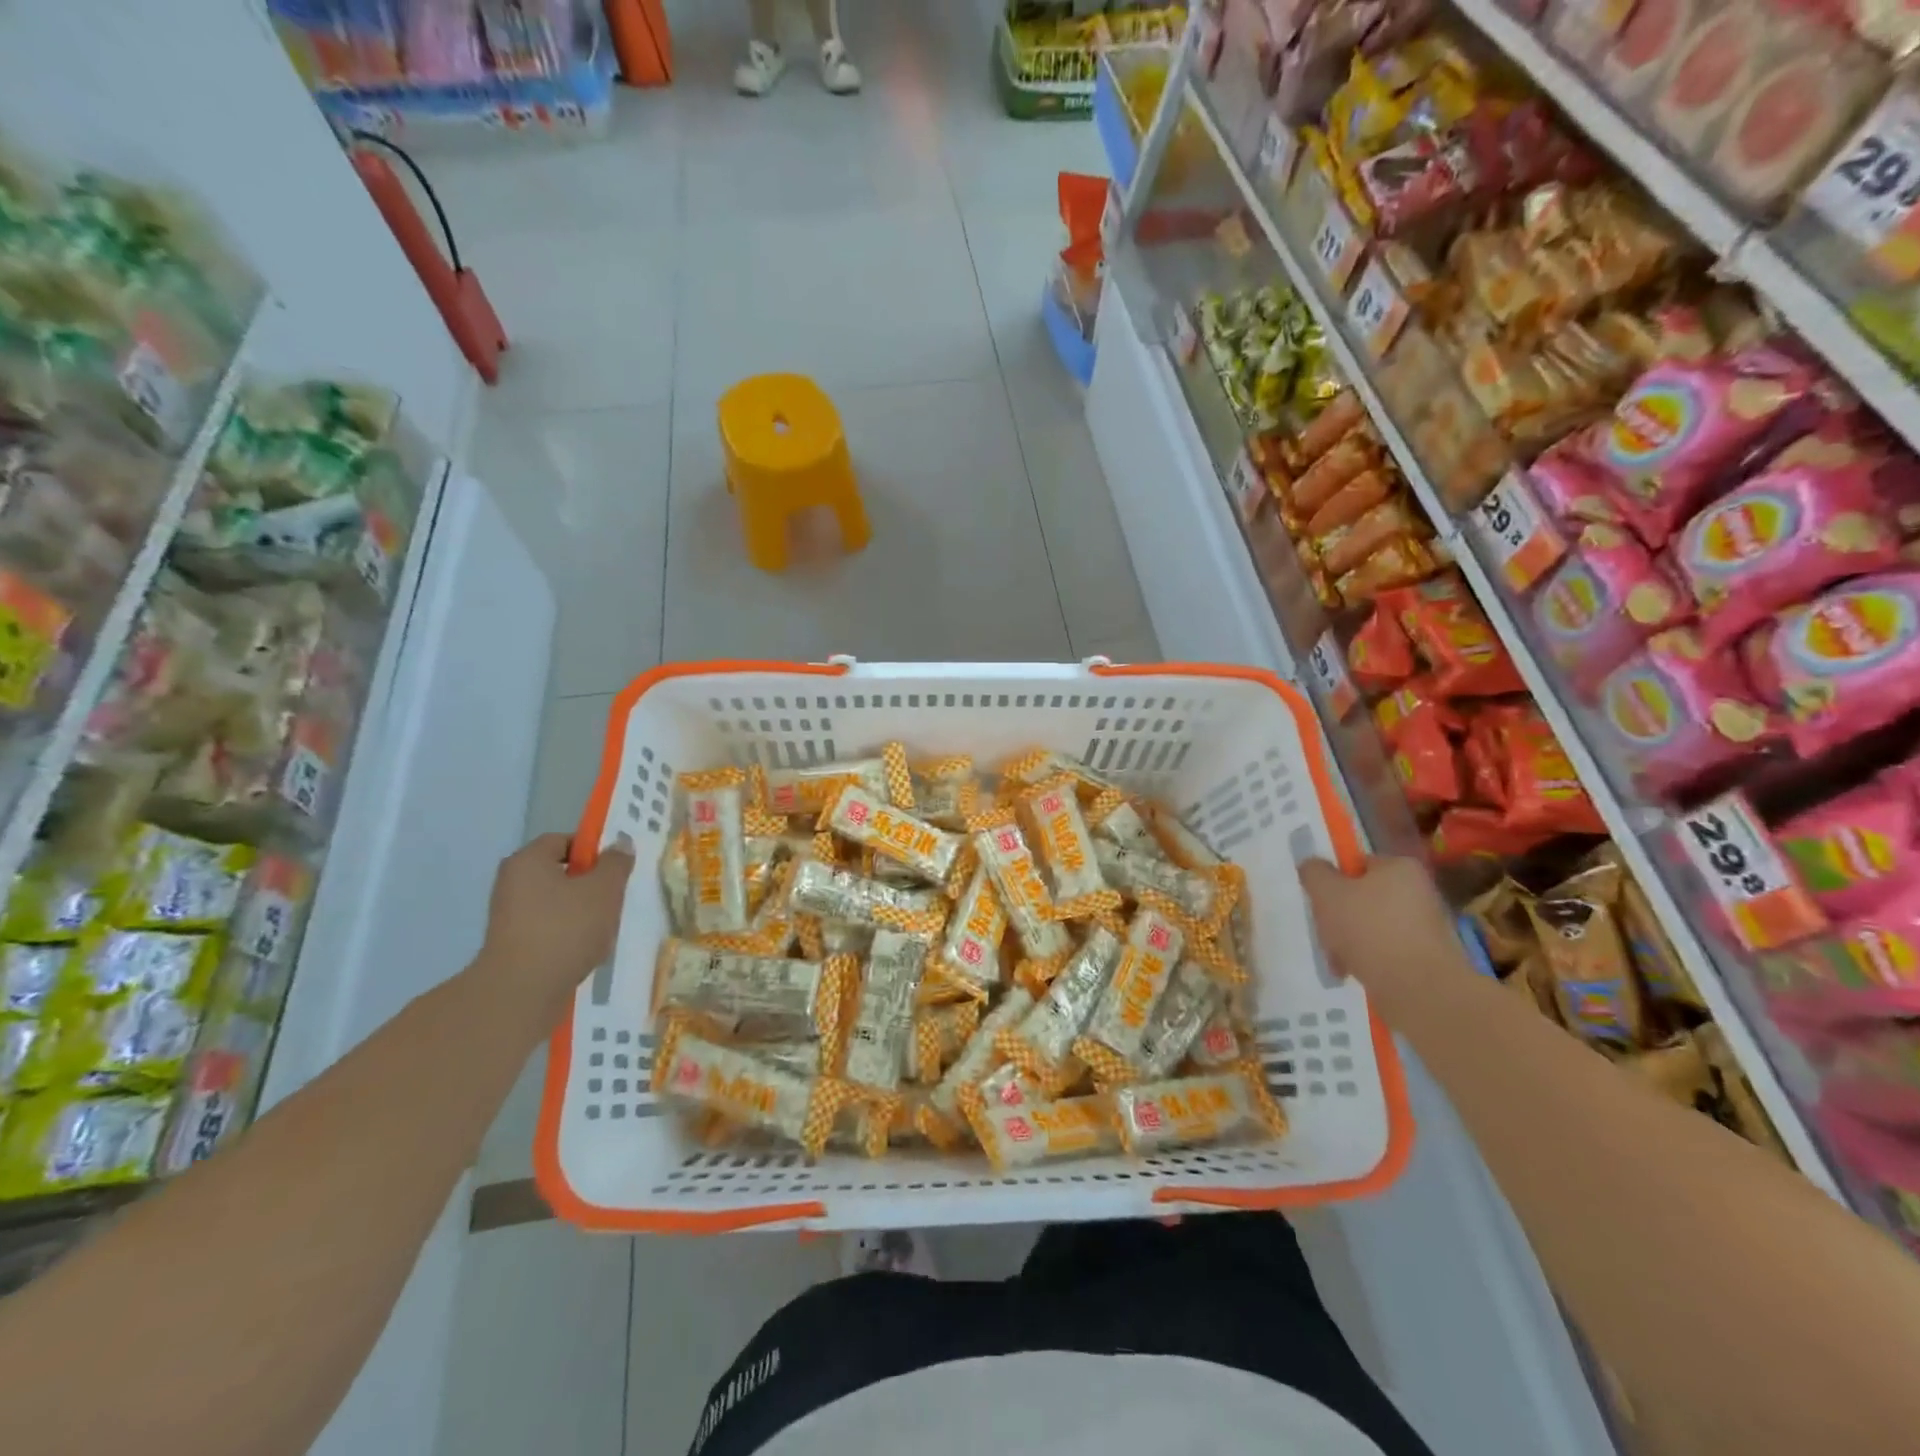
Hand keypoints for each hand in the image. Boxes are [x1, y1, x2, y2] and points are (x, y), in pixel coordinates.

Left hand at [478, 833, 634, 1009]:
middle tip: (615, 897)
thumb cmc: (566, 928)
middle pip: (560, 872)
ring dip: (582, 911)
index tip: (616, 868)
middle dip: (590, 883)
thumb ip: (616, 863)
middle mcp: (512, 883)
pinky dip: (568, 935)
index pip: (563, 840)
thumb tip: (620, 844)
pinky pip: (548, 928)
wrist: (521, 991)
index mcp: (528, 860)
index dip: (593, 849)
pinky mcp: (512, 945)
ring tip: (604, 928)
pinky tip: (586, 950)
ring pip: (557, 903)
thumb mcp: (604, 889)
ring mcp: (509, 916)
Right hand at [1299, 855, 1460, 1004]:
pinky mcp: (1428, 957)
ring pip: (1372, 926)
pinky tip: (1353, 973)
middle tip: (1324, 933)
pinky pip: (1387, 950)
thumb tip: (1312, 865)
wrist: (1419, 989)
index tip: (1319, 901)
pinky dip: (1368, 959)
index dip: (1334, 880)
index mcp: (1400, 867)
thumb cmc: (1369, 929)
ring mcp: (1427, 926)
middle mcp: (1420, 891)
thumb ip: (1314, 873)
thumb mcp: (1327, 893)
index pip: (1358, 864)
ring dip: (1349, 941)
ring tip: (1337, 960)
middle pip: (1363, 897)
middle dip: (1338, 916)